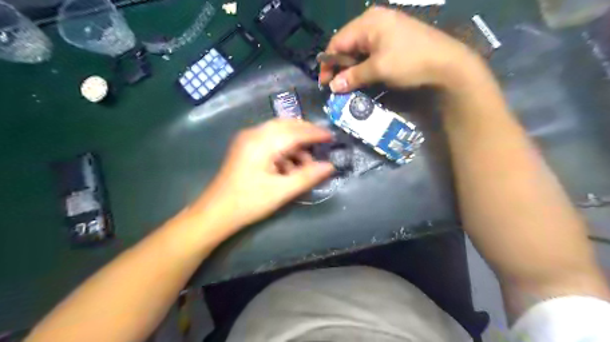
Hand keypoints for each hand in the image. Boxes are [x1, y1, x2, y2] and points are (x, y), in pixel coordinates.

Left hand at [197, 119, 332, 229]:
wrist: (216, 212)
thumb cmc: (249, 202)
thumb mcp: (282, 191)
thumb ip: (307, 176)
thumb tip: (330, 166)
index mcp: (262, 142)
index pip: (295, 132)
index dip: (315, 133)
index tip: (331, 137)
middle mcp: (253, 134)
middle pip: (286, 125)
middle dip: (306, 133)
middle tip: (322, 143)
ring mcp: (247, 139)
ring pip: (278, 131)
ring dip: (295, 143)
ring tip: (306, 162)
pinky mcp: (245, 147)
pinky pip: (270, 139)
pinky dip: (283, 148)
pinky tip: (289, 165)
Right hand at [321, 5, 484, 93]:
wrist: (447, 64)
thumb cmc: (409, 62)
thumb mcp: (378, 69)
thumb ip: (353, 77)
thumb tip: (333, 86)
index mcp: (368, 22)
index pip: (338, 42)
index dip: (328, 63)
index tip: (324, 83)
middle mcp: (375, 20)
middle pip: (348, 44)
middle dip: (340, 65)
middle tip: (336, 85)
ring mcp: (386, 28)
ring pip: (359, 48)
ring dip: (352, 67)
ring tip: (348, 83)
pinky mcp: (394, 38)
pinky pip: (371, 51)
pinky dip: (364, 64)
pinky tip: (363, 76)